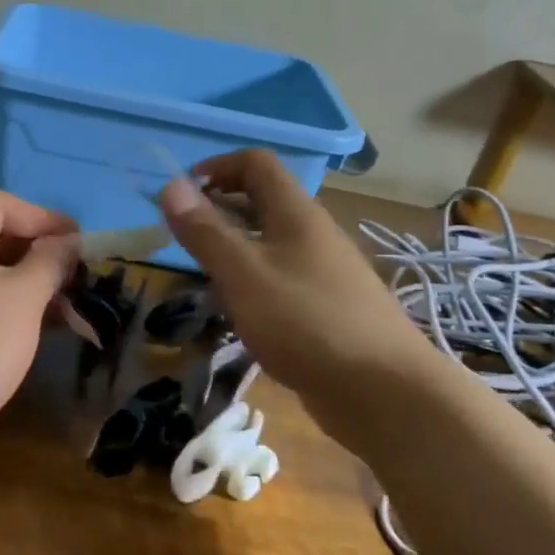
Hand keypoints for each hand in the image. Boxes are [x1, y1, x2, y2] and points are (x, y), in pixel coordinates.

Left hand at [0, 189, 78, 476]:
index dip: (42, 216)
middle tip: (79, 273)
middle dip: (41, 251)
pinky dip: (14, 310)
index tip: (78, 241)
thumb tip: (68, 241)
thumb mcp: (22, 296)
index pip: (0, 204)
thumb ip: (50, 261)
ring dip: (33, 284)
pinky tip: (46, 331)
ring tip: (72, 305)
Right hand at [158, 150, 434, 404]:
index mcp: (296, 213)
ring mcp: (324, 271)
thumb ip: (206, 231)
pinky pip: (281, 277)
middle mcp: (313, 233)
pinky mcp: (327, 307)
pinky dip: (253, 282)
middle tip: (184, 240)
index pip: (256, 163)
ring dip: (234, 249)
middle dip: (219, 210)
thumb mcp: (244, 274)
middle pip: (262, 201)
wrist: (383, 391)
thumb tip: (171, 185)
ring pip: (270, 243)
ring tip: (204, 277)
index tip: (182, 195)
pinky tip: (240, 313)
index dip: (217, 167)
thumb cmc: (306, 322)